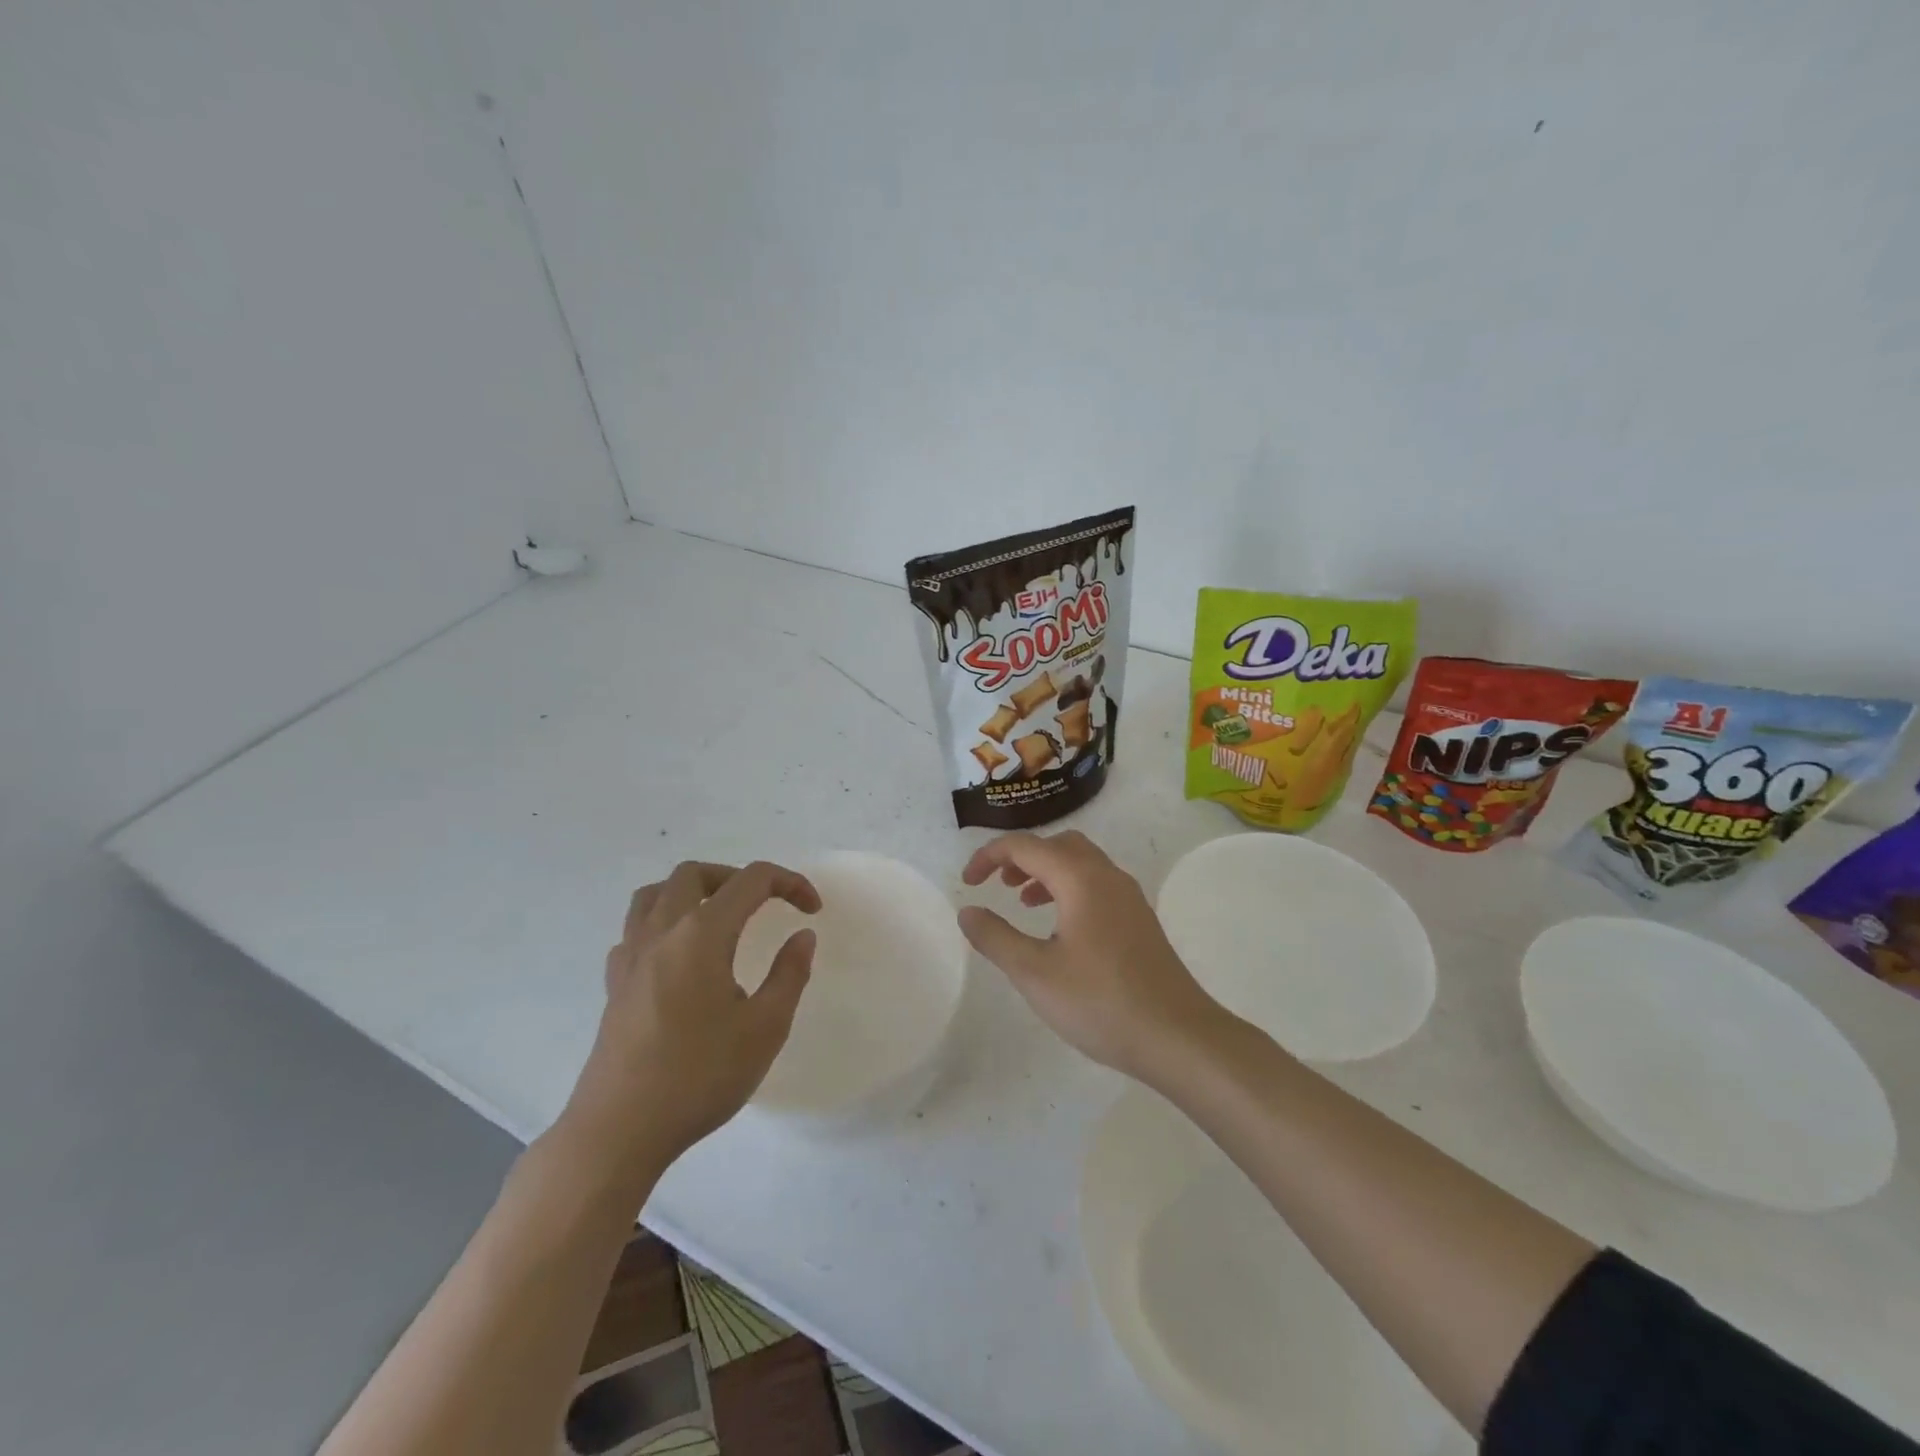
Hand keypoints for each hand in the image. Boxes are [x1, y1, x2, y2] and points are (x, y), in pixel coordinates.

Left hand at [557, 861, 820, 1184]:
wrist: (619, 1131)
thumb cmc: (700, 1076)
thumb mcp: (765, 1028)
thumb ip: (789, 974)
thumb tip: (801, 935)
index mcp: (702, 934)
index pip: (751, 881)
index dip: (789, 883)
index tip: (812, 910)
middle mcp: (662, 933)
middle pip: (694, 874)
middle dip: (737, 878)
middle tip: (765, 905)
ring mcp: (631, 957)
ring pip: (655, 894)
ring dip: (691, 892)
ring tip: (718, 918)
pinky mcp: (614, 985)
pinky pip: (635, 930)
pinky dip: (661, 924)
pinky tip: (678, 957)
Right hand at [957, 831, 1223, 1081]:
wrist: (1177, 1036)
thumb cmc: (1100, 1002)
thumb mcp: (1034, 973)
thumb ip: (995, 937)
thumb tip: (968, 911)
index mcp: (1080, 879)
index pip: (1026, 846)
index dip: (989, 856)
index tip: (968, 883)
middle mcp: (1107, 876)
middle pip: (1058, 844)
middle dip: (1022, 857)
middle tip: (997, 884)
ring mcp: (1129, 897)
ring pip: (1081, 863)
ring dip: (1046, 872)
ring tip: (1022, 902)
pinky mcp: (1139, 919)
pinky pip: (1097, 884)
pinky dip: (1069, 889)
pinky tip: (1060, 929)